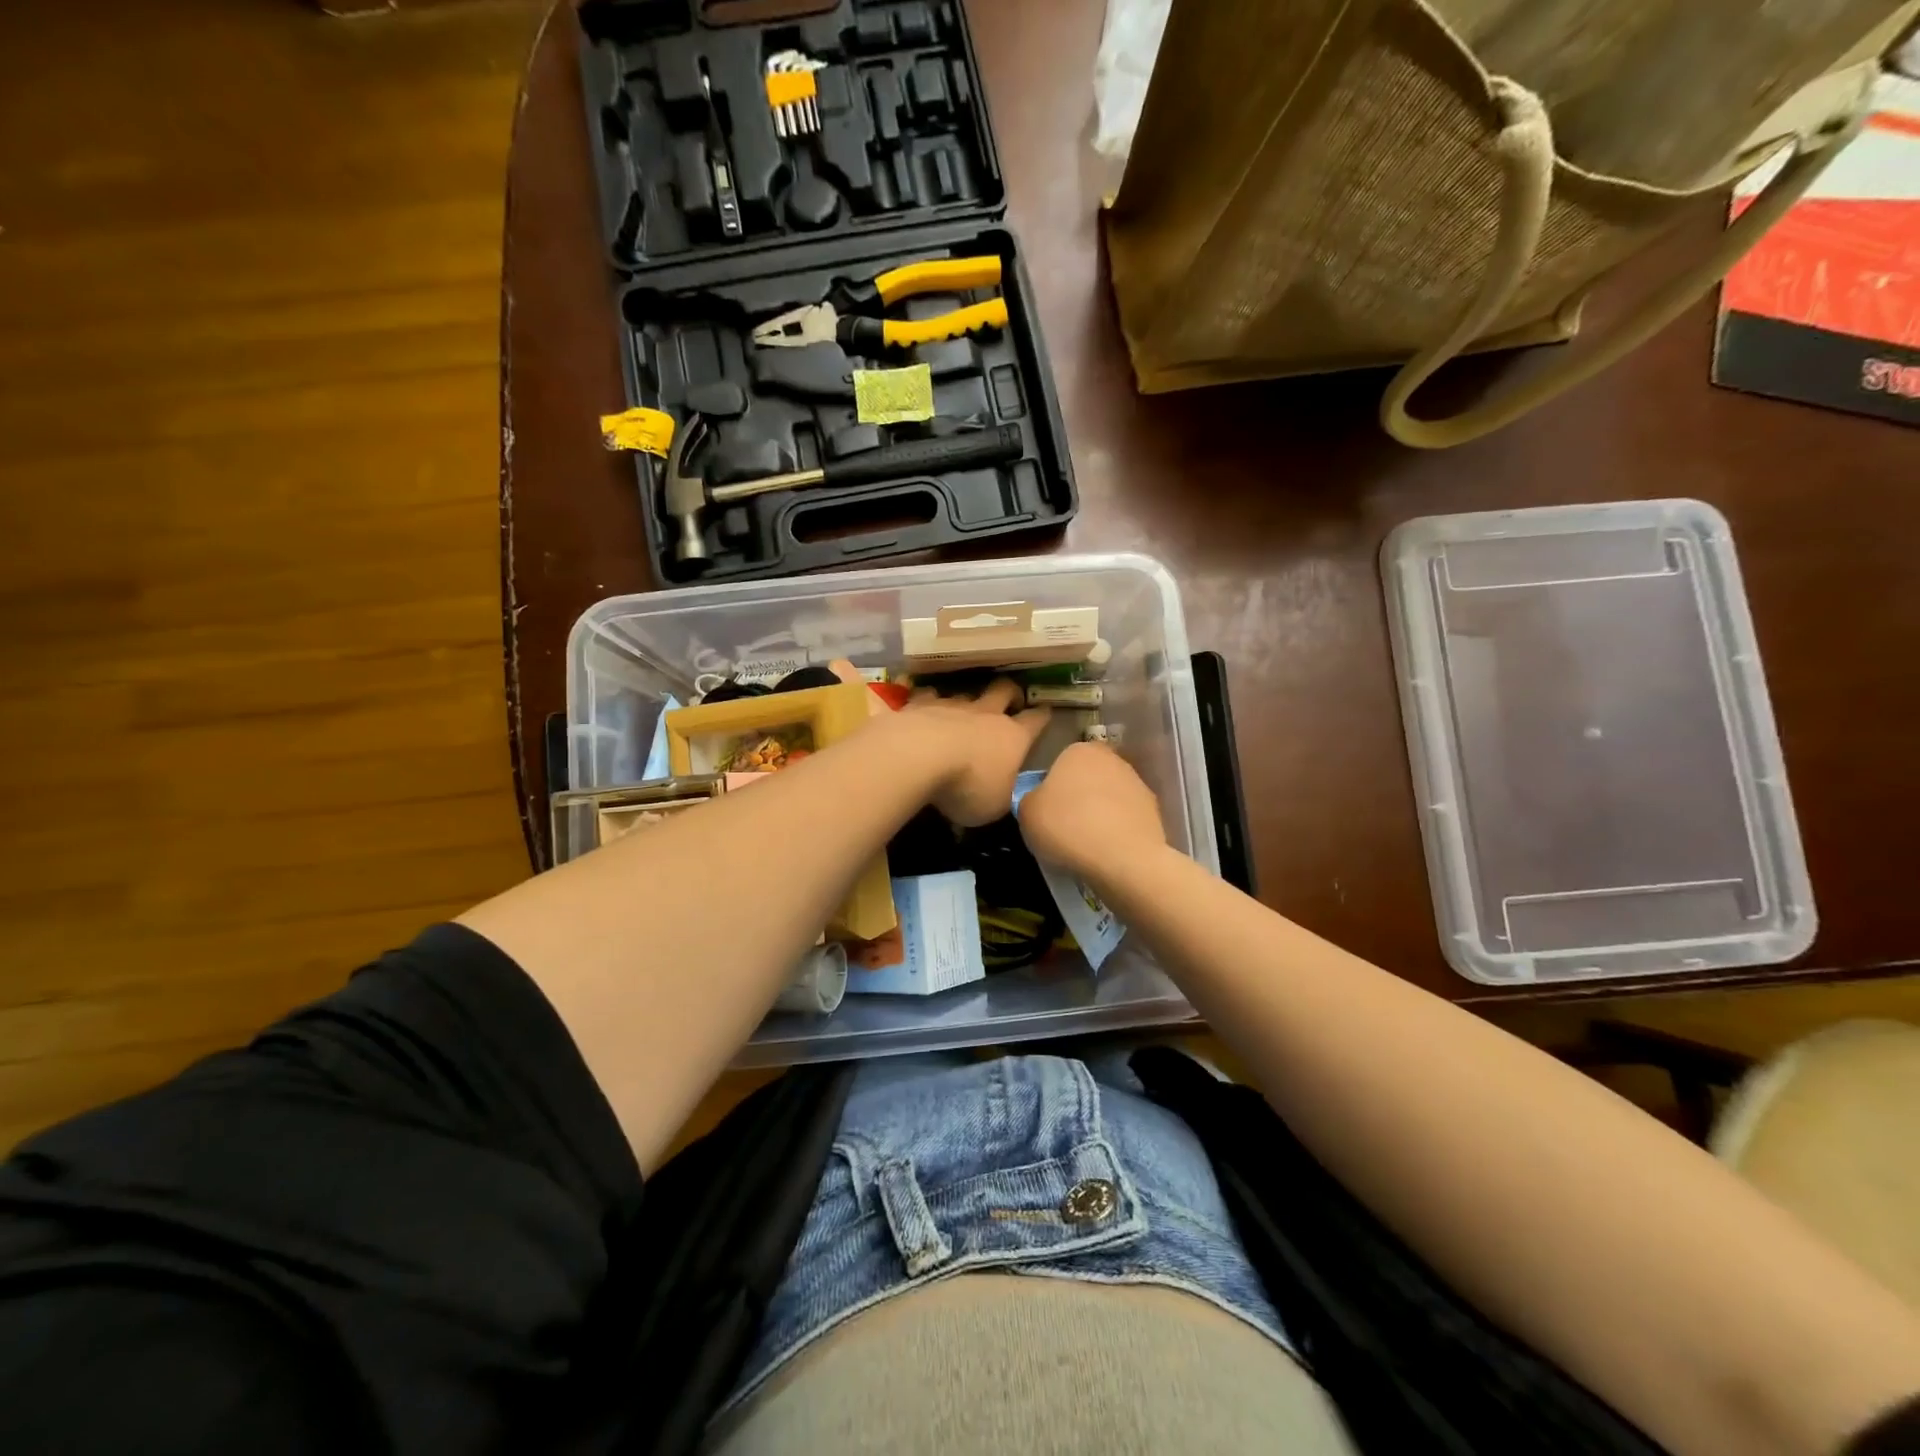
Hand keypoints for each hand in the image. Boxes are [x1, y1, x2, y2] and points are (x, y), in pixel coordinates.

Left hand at [894, 678, 1049, 826]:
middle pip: (1004, 690)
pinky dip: (925, 703)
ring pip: (964, 693)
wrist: (917, 757)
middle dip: (1010, 693)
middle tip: (1010, 699)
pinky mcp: (919, 705)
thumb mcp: (994, 806)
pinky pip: (926, 698)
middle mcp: (985, 714)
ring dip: (964, 702)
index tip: (1045, 713)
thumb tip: (1001, 794)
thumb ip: (1001, 795)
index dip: (1042, 717)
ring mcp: (951, 705)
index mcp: (1012, 737)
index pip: (1035, 720)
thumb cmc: (966, 786)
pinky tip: (919, 711)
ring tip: (958, 712)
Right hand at [1017, 741, 1166, 883]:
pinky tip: (1107, 850)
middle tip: (1063, 827)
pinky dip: (1116, 830)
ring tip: (1086, 844)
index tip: (1046, 811)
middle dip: (1077, 797)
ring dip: (1098, 814)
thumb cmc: (1067, 827)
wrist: (1123, 860)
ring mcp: (1137, 784)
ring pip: (1107, 798)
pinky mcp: (1154, 811)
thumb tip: (1041, 800)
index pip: (1059, 763)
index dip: (1051, 788)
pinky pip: (1124, 819)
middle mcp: (1112, 759)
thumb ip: (1030, 798)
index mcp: (1079, 750)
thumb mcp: (1026, 812)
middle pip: (1086, 778)